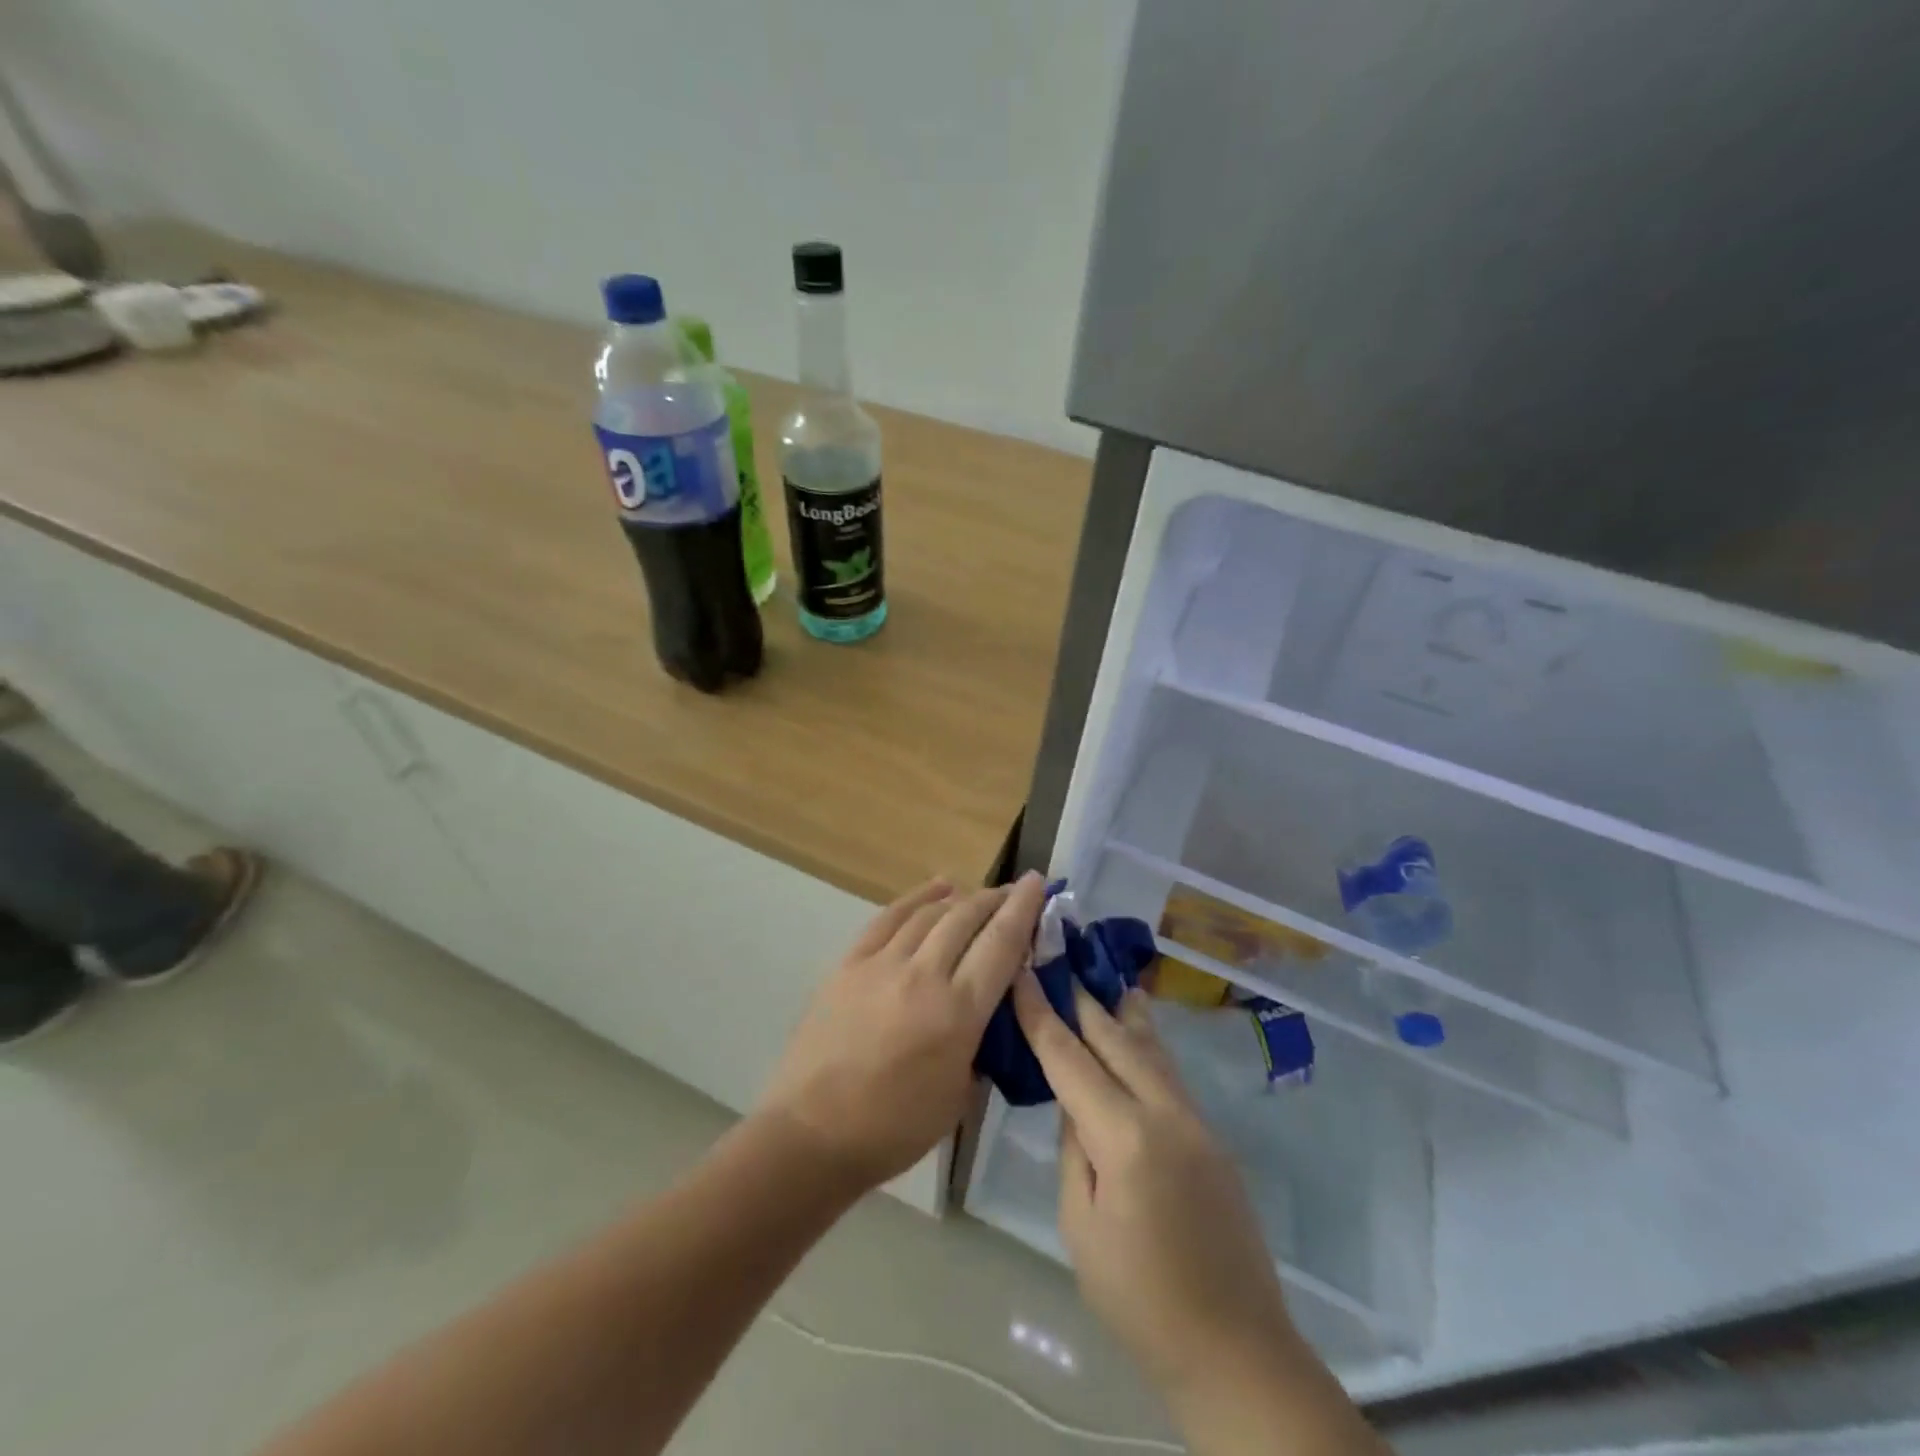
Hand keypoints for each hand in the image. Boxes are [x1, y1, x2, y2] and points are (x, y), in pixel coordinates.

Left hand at [761, 871, 1047, 1188]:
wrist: (813, 1133)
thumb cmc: (894, 1129)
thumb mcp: (960, 1095)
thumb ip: (980, 1042)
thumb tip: (989, 1009)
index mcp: (958, 1013)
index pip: (1001, 944)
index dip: (1023, 909)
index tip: (1038, 883)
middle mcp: (924, 975)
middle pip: (967, 918)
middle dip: (996, 899)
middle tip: (1014, 892)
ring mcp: (882, 964)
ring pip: (931, 913)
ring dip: (961, 899)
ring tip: (979, 895)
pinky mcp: (850, 963)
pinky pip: (889, 918)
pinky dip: (918, 898)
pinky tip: (938, 888)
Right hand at [1012, 975, 1296, 1395]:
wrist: (1236, 1350)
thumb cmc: (1140, 1300)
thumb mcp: (1081, 1228)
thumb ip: (1075, 1151)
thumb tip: (1075, 1104)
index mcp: (1124, 1137)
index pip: (1070, 1058)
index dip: (1041, 1012)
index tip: (1024, 969)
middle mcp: (1164, 1112)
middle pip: (1115, 1037)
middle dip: (1082, 997)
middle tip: (1060, 956)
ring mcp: (1195, 1121)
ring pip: (1150, 1048)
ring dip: (1121, 1011)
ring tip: (1103, 976)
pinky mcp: (1211, 1136)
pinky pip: (1168, 1073)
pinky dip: (1145, 1043)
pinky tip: (1137, 1031)